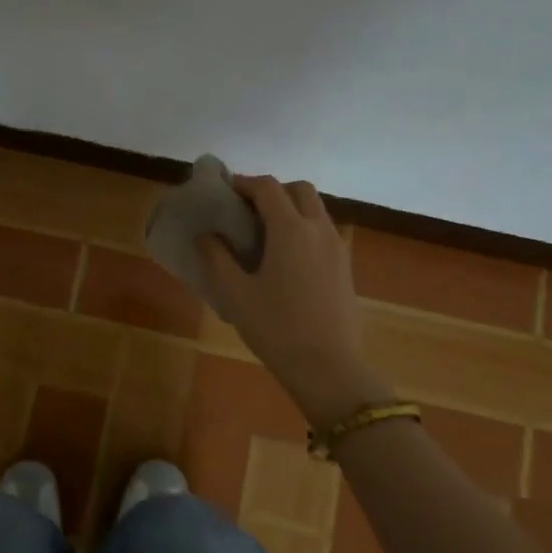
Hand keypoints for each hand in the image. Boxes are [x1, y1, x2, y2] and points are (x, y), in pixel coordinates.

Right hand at [198, 176, 385, 425]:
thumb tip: (205, 234)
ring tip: (265, 232)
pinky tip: (286, 257)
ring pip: (316, 209)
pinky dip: (305, 227)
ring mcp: (337, 248)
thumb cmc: (276, 328)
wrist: (328, 369)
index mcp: (290, 230)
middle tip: (248, 209)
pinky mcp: (345, 267)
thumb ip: (217, 258)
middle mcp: (318, 229)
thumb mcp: (235, 294)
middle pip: (299, 190)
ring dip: (291, 207)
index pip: (268, 188)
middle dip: (273, 190)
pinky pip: (324, 231)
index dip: (244, 183)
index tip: (225, 192)